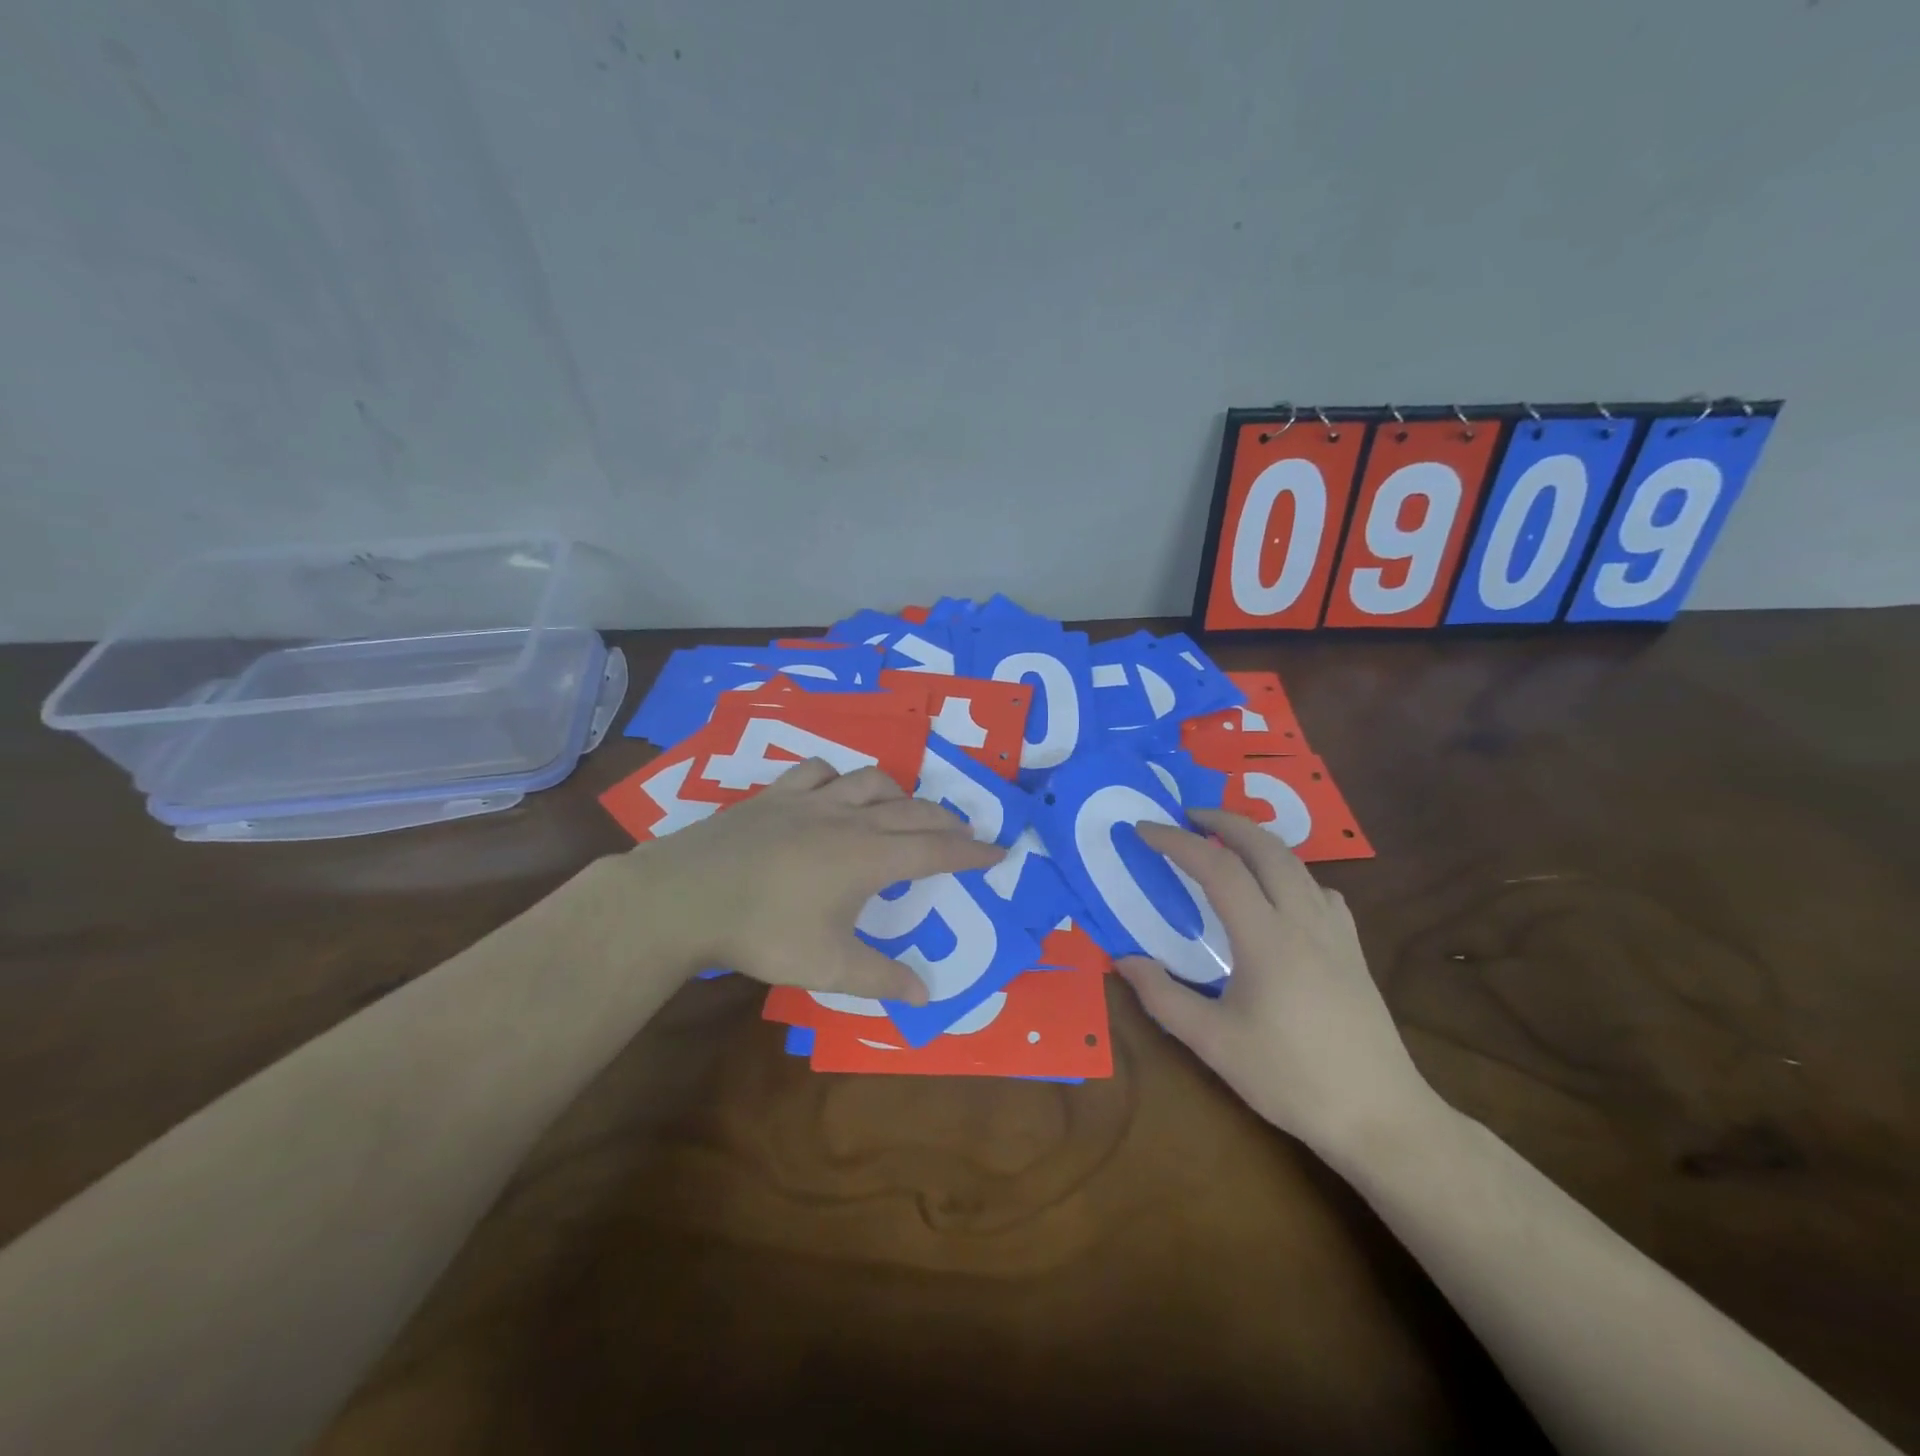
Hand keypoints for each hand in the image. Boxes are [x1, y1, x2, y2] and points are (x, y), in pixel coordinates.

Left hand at [620, 757, 1003, 1002]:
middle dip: (945, 820)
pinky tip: (835, 787)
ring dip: (898, 792)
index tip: (998, 850)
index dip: (971, 852)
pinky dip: (839, 777)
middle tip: (963, 831)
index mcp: (870, 858)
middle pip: (912, 810)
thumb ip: (880, 979)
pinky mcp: (776, 794)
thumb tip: (927, 996)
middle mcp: (850, 819)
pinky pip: (819, 770)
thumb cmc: (765, 931)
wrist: (689, 894)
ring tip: (904, 807)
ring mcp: (812, 800)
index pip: (936, 851)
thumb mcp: (828, 966)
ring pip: (871, 780)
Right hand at [1115, 808, 1436, 1151]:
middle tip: (1187, 816)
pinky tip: (1282, 896)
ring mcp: (1335, 932)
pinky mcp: (1353, 949)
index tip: (1143, 831)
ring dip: (1257, 841)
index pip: (1216, 868)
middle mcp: (1303, 920)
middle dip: (1223, 820)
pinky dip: (1291, 874)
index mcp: (1266, 937)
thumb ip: (1163, 997)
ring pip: (1296, 863)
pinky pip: (1320, 890)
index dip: (1176, 842)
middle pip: (1265, 846)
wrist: (1381, 1117)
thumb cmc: (1291, 1079)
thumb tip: (1123, 959)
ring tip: (1226, 845)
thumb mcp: (1214, 1044)